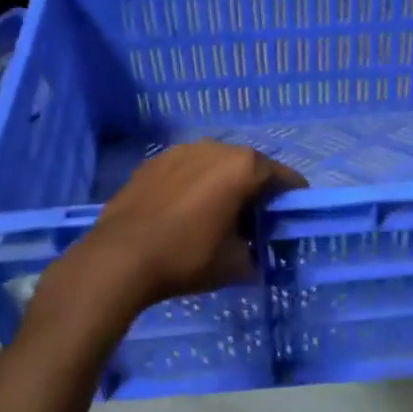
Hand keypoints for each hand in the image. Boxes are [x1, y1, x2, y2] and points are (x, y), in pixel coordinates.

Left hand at [47, 141, 305, 321]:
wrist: (120, 258)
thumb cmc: (188, 256)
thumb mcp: (236, 264)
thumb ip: (256, 250)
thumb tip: (253, 250)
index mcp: (243, 166)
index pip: (284, 177)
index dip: (292, 198)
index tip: (290, 218)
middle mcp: (215, 147)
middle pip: (249, 167)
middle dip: (255, 191)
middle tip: (253, 223)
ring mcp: (180, 151)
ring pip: (215, 166)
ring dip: (222, 185)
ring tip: (215, 216)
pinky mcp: (153, 162)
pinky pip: (186, 171)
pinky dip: (193, 186)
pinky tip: (183, 213)